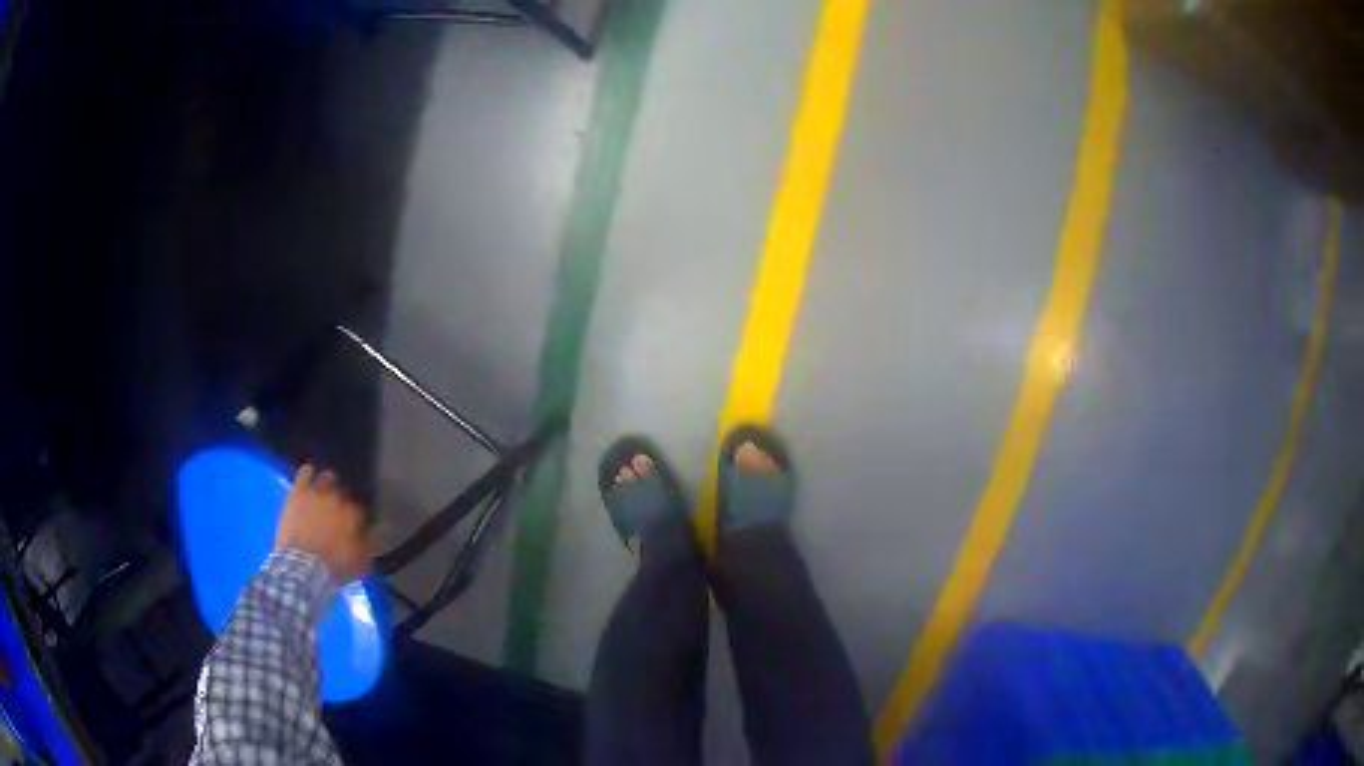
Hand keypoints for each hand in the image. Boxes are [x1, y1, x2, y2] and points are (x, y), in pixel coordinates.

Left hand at [275, 464, 374, 582]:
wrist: (302, 565)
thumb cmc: (333, 567)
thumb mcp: (360, 563)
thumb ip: (372, 544)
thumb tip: (383, 531)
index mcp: (354, 514)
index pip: (360, 508)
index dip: (357, 516)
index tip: (354, 525)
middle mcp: (338, 498)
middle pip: (344, 490)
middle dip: (343, 498)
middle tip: (338, 510)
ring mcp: (317, 492)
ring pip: (326, 476)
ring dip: (327, 483)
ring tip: (324, 492)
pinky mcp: (299, 491)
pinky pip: (305, 472)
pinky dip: (309, 474)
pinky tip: (309, 478)